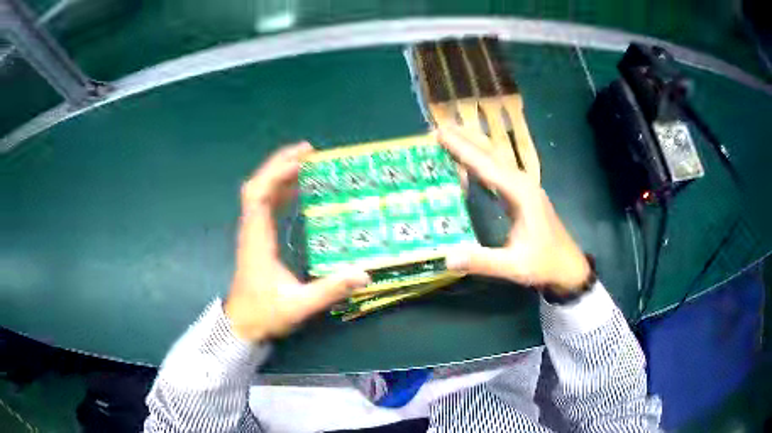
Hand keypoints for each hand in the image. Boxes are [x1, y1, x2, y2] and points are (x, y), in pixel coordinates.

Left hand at [224, 143, 369, 342]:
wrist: (242, 325)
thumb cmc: (265, 313)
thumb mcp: (299, 306)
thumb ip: (330, 290)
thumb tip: (363, 273)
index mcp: (257, 240)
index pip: (258, 196)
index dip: (276, 174)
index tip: (301, 162)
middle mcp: (251, 230)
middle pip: (257, 186)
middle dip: (279, 164)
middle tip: (308, 151)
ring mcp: (252, 232)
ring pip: (259, 193)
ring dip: (279, 174)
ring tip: (306, 162)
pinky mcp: (257, 238)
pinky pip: (264, 205)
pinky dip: (279, 190)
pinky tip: (296, 189)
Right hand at [437, 126, 590, 294]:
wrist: (568, 266)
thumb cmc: (544, 263)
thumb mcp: (514, 266)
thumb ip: (482, 262)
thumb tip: (447, 258)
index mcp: (520, 193)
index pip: (486, 165)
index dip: (462, 149)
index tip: (439, 134)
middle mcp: (522, 182)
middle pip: (491, 153)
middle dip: (465, 138)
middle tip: (439, 128)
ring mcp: (524, 186)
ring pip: (496, 158)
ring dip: (474, 145)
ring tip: (451, 135)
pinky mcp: (522, 193)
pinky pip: (498, 170)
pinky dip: (481, 161)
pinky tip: (470, 162)